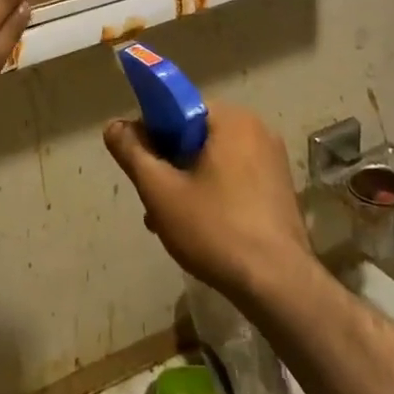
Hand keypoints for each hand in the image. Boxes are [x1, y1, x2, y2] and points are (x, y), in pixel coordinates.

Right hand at [102, 102, 313, 301]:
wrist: (278, 285)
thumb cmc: (215, 228)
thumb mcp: (160, 191)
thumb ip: (132, 152)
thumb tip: (114, 126)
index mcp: (231, 119)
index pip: (178, 108)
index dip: (151, 134)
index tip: (140, 166)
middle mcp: (256, 129)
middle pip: (195, 136)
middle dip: (169, 165)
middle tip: (153, 201)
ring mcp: (272, 160)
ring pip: (213, 160)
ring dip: (187, 183)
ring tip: (169, 222)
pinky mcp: (280, 188)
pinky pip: (235, 178)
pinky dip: (213, 194)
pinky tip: (199, 229)